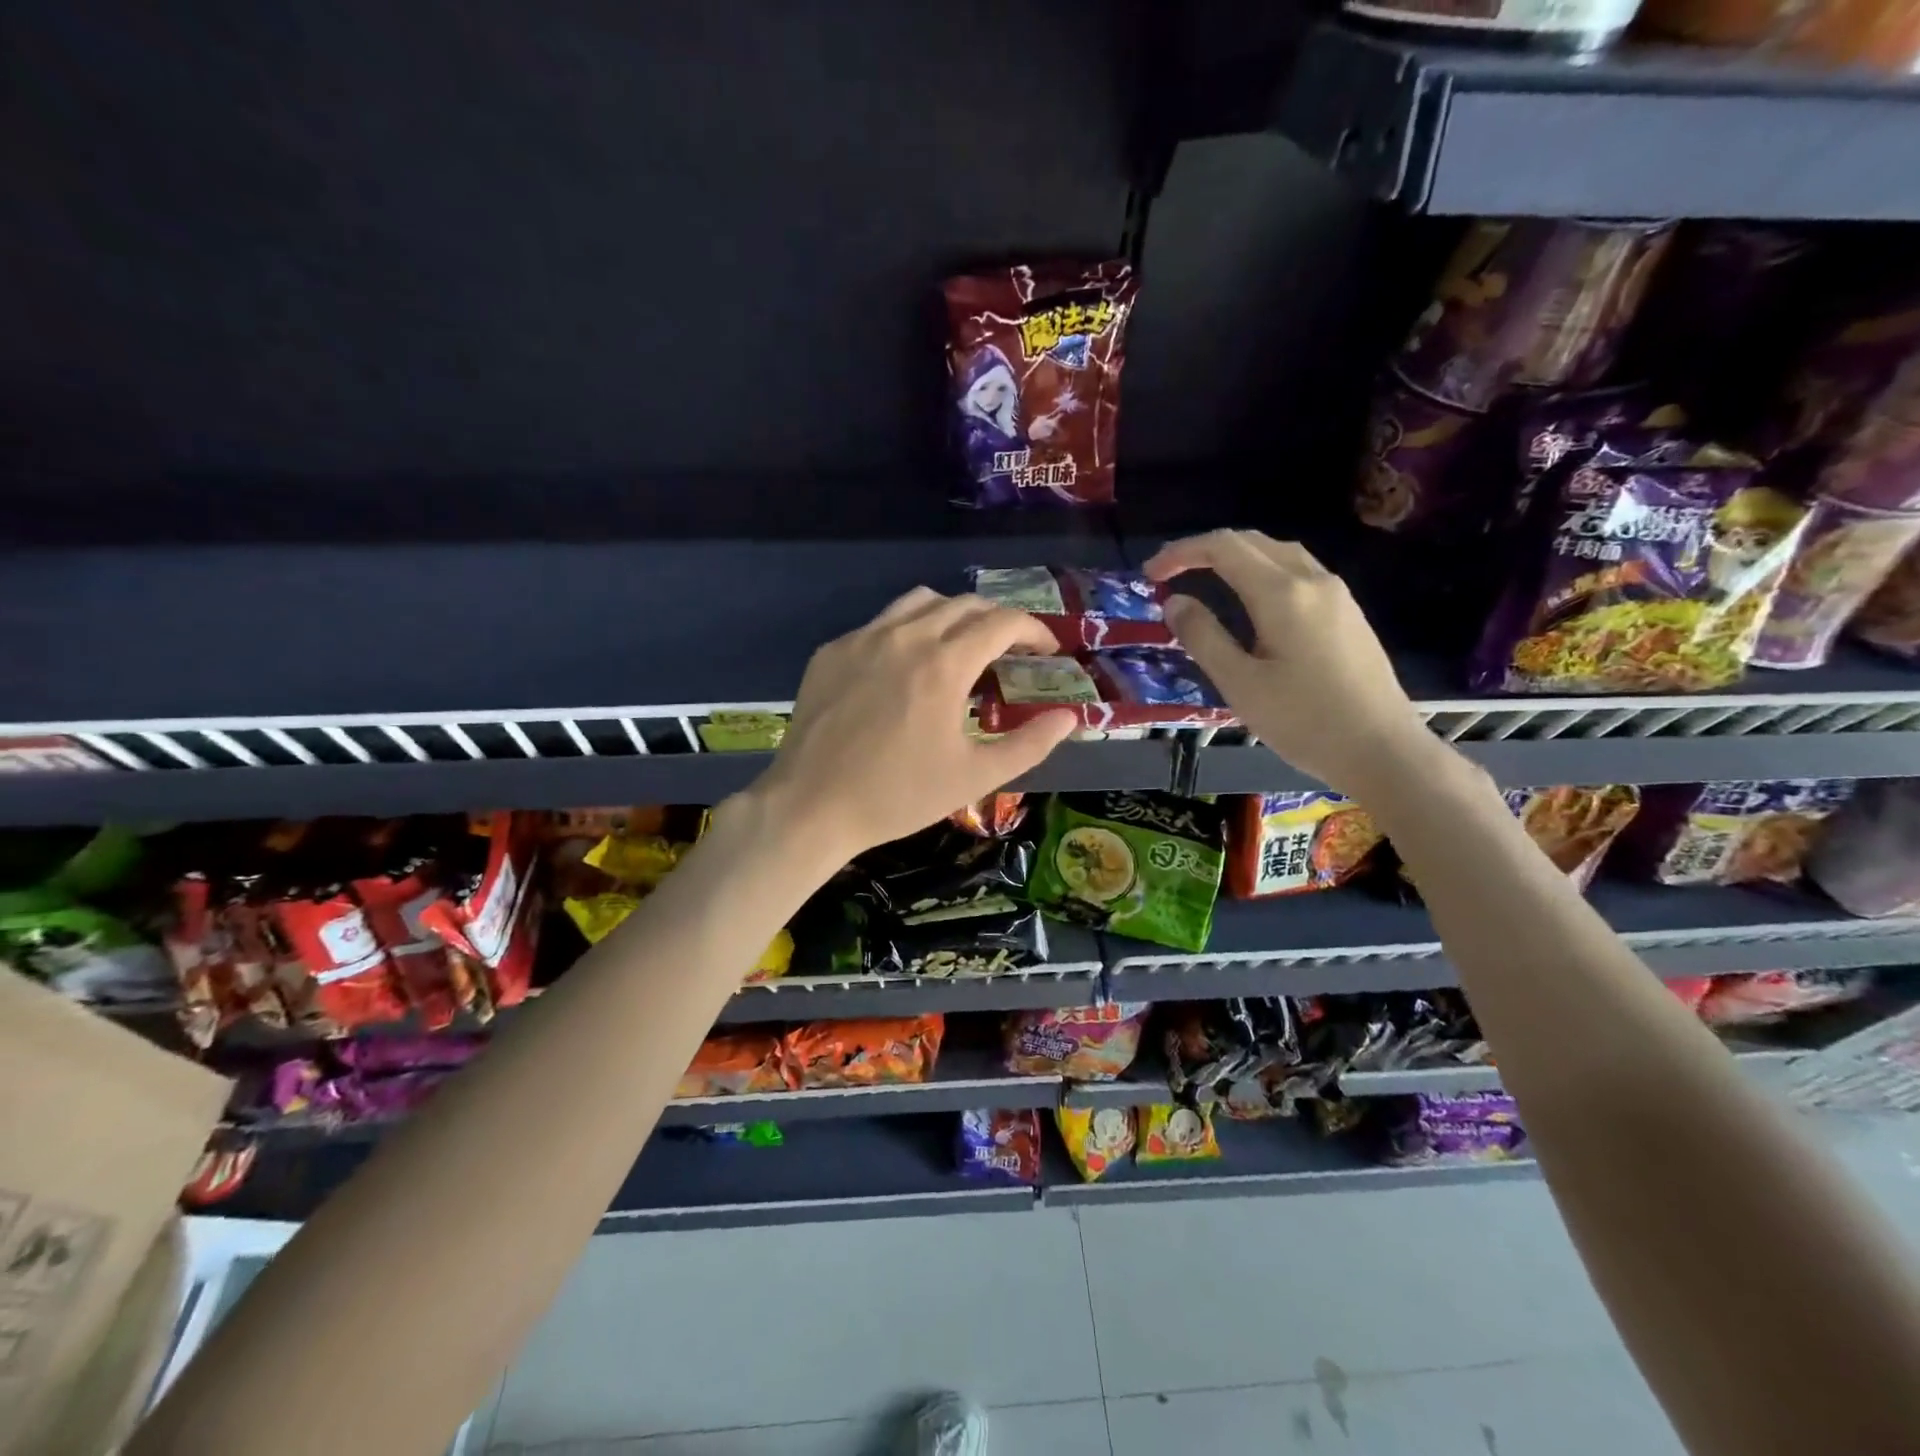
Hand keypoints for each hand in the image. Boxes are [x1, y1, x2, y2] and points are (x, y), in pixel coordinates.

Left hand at [752, 589, 1077, 858]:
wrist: (811, 806)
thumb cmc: (898, 795)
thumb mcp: (975, 776)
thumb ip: (1030, 744)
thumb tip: (1068, 718)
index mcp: (944, 663)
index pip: (1002, 622)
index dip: (1034, 630)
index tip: (1048, 649)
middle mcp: (905, 636)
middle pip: (965, 604)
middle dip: (998, 621)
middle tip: (1012, 651)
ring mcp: (863, 638)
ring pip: (920, 602)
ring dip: (953, 615)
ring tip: (962, 646)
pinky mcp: (832, 651)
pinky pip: (881, 623)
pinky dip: (908, 631)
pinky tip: (907, 668)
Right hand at [1143, 530, 1429, 795]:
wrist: (1382, 749)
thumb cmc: (1304, 721)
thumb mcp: (1240, 684)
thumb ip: (1203, 637)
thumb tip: (1175, 602)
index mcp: (1282, 593)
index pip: (1224, 548)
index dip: (1181, 552)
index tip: (1150, 574)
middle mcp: (1312, 580)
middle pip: (1253, 541)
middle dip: (1206, 549)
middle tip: (1170, 574)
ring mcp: (1336, 594)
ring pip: (1279, 553)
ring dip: (1237, 556)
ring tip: (1205, 579)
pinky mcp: (1348, 612)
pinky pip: (1298, 572)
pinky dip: (1262, 571)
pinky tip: (1252, 600)